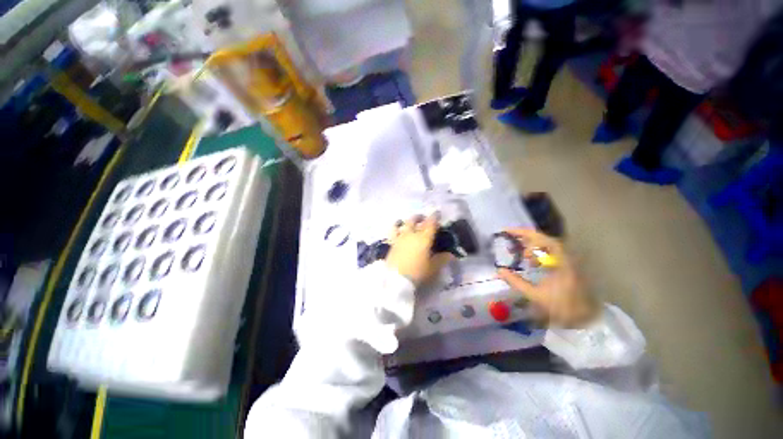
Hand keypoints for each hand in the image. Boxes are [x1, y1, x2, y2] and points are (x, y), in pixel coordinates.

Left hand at [386, 215, 451, 285]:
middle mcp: (412, 234)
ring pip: (404, 223)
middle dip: (420, 217)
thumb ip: (442, 259)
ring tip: (410, 222)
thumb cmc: (417, 272)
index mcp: (424, 238)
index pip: (431, 223)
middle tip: (423, 218)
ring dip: (408, 220)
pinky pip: (393, 230)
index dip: (435, 217)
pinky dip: (396, 226)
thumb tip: (451, 254)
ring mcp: (400, 237)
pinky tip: (397, 227)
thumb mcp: (433, 267)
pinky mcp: (391, 243)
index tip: (437, 213)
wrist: (396, 279)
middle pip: (415, 220)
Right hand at [497, 229, 597, 327]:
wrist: (587, 320)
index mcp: (560, 262)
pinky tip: (532, 263)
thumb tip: (500, 271)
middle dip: (525, 239)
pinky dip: (538, 253)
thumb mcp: (536, 296)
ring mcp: (568, 261)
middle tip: (510, 240)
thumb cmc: (562, 308)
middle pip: (544, 239)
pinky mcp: (568, 266)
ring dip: (531, 246)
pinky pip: (550, 253)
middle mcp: (566, 257)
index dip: (524, 233)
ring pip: (547, 246)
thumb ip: (516, 282)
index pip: (542, 239)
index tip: (508, 232)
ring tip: (521, 255)